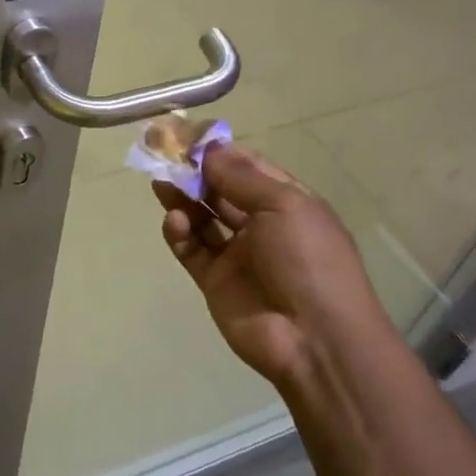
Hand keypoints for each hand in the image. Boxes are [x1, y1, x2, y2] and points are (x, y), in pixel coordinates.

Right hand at [153, 144, 392, 387]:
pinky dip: (179, 233)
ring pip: (202, 217)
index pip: (248, 167)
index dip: (219, 151)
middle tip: (163, 155)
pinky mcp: (215, 281)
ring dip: (182, 199)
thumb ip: (241, 177)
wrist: (314, 339)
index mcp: (287, 202)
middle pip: (220, 190)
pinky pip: (191, 249)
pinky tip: (174, 222)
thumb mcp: (284, 206)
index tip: (188, 136)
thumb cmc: (308, 260)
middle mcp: (261, 224)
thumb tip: (209, 149)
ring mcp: (237, 254)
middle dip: (194, 172)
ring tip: (160, 184)